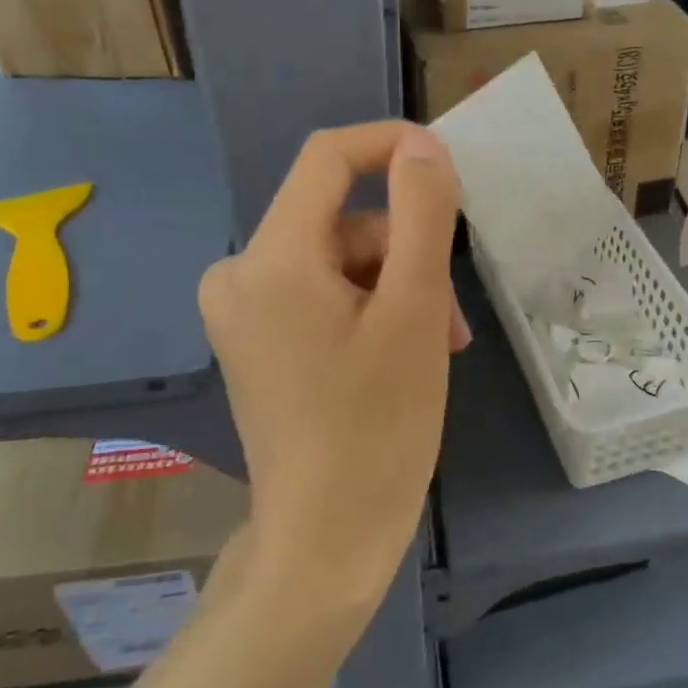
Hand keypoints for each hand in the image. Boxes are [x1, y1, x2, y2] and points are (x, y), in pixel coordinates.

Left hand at [198, 122, 466, 614]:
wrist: (325, 541)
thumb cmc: (377, 427)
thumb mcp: (414, 310)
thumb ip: (421, 214)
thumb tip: (422, 146)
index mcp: (270, 258)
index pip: (328, 158)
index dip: (391, 146)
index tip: (447, 169)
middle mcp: (239, 271)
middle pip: (343, 220)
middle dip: (407, 254)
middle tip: (449, 317)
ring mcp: (241, 309)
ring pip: (340, 260)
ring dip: (397, 288)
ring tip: (435, 345)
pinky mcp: (254, 337)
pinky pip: (321, 292)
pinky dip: (369, 309)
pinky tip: (401, 353)